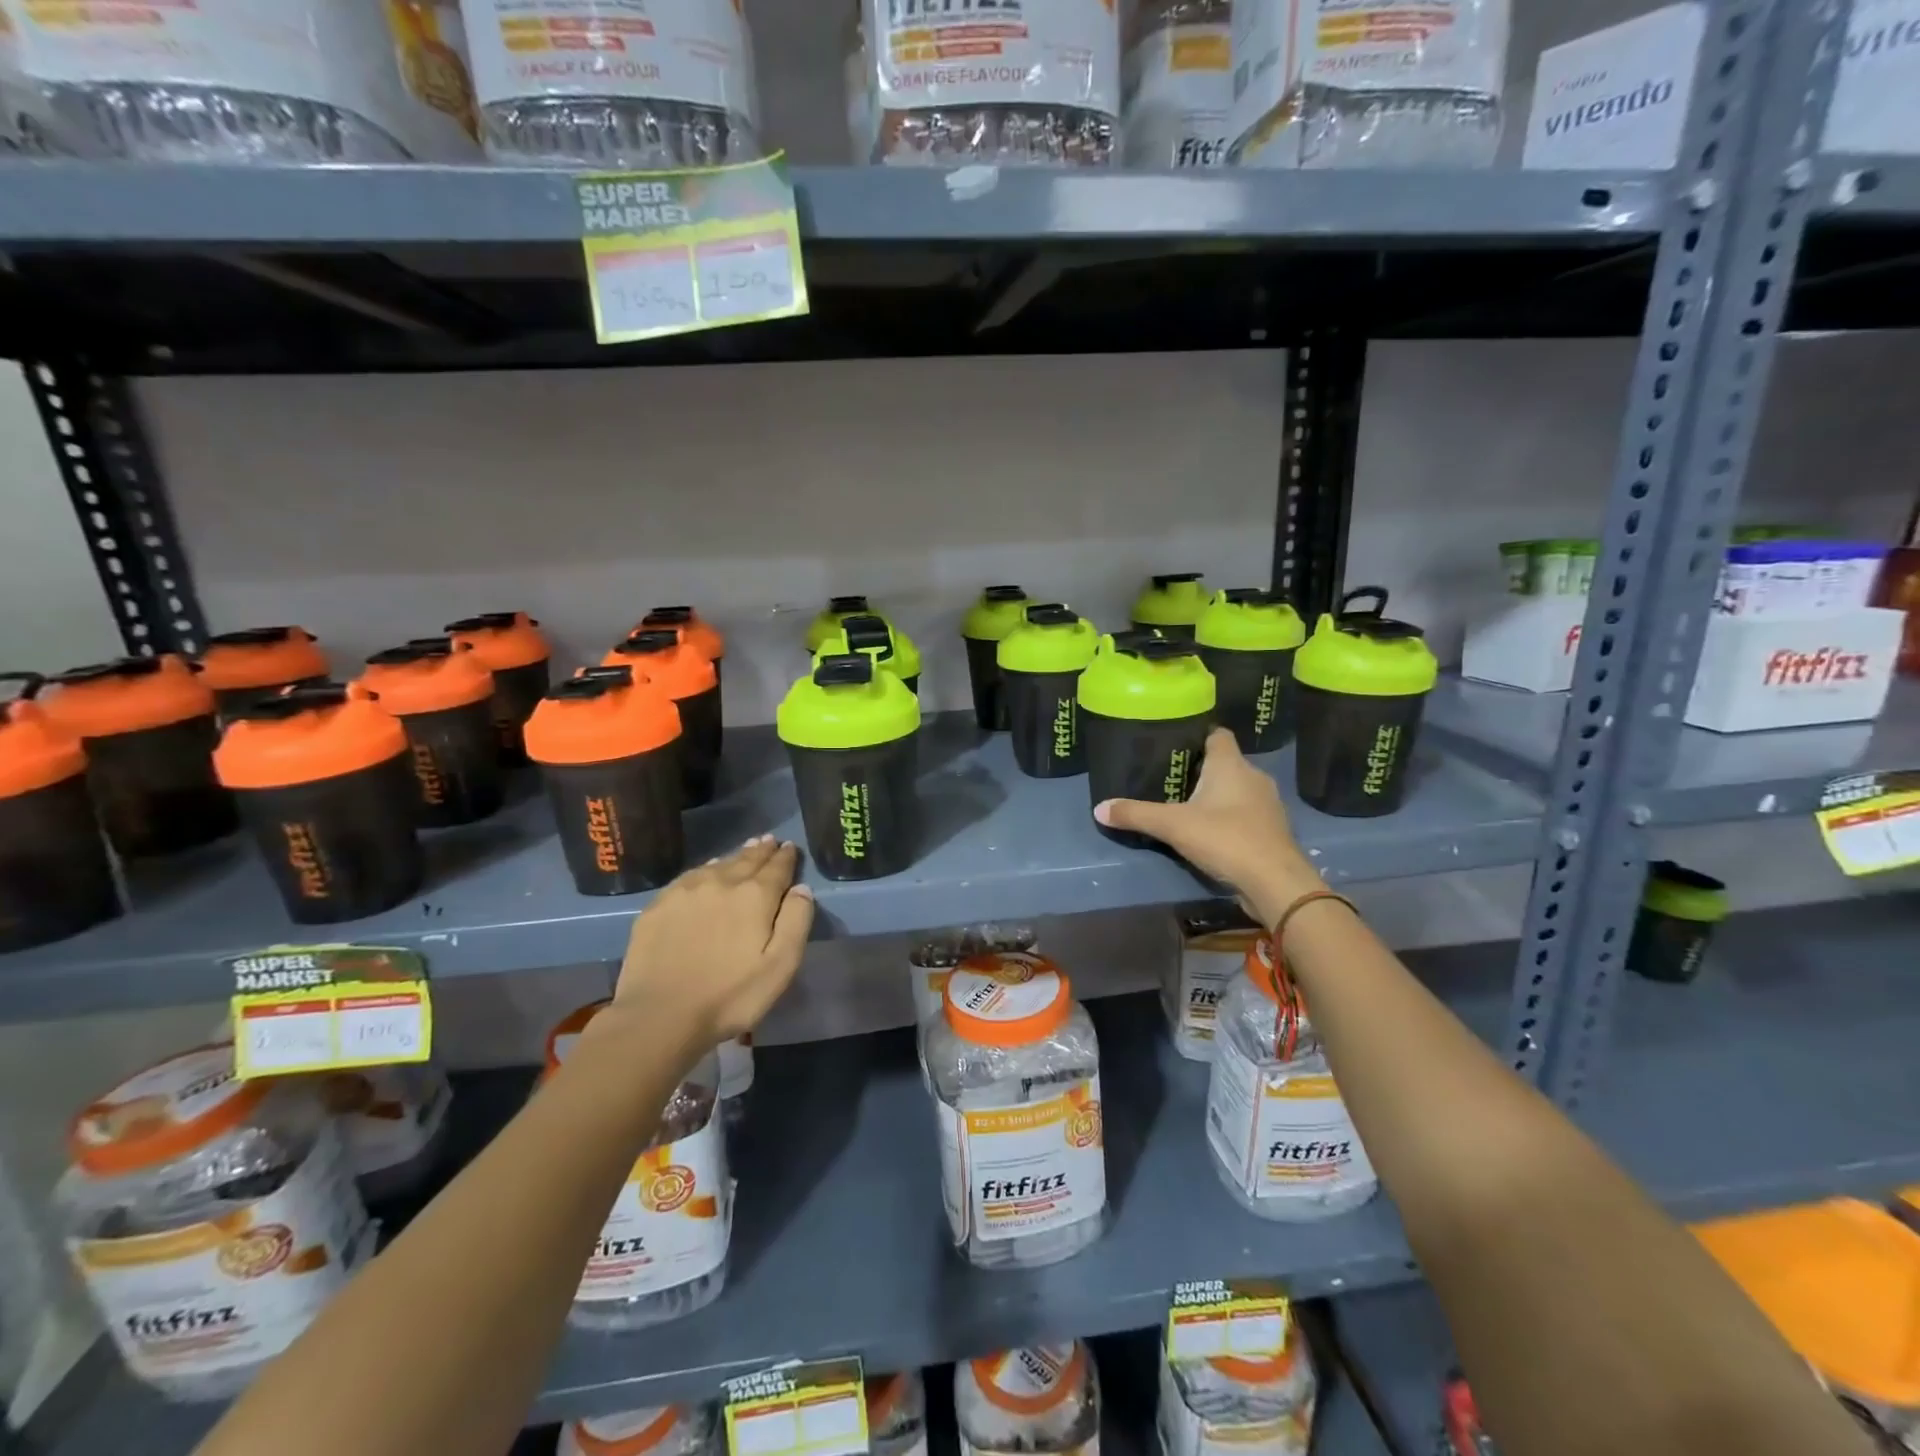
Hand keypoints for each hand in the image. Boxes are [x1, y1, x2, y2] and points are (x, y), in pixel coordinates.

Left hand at [608, 836, 813, 1052]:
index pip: (777, 867)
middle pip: (747, 859)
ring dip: (736, 855)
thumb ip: (796, 921)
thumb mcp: (780, 966)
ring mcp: (686, 891)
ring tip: (746, 849)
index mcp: (755, 896)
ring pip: (718, 864)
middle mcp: (722, 882)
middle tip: (769, 840)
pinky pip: (690, 875)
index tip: (790, 847)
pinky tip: (708, 871)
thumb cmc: (730, 996)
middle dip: (762, 850)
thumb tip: (801, 888)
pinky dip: (706, 868)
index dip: (786, 856)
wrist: (659, 1015)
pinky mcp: (659, 905)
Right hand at [1094, 727, 1320, 925]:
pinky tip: (1209, 831)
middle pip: (1224, 763)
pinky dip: (1228, 817)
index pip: (1217, 734)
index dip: (1197, 736)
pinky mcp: (1271, 830)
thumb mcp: (1173, 825)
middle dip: (1200, 769)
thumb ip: (1136, 814)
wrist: (1275, 882)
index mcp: (1231, 764)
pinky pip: (1245, 813)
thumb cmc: (1225, 838)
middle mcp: (1253, 776)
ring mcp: (1267, 804)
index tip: (1173, 744)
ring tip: (1185, 804)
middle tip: (1169, 777)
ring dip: (1216, 795)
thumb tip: (1098, 808)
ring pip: (1237, 789)